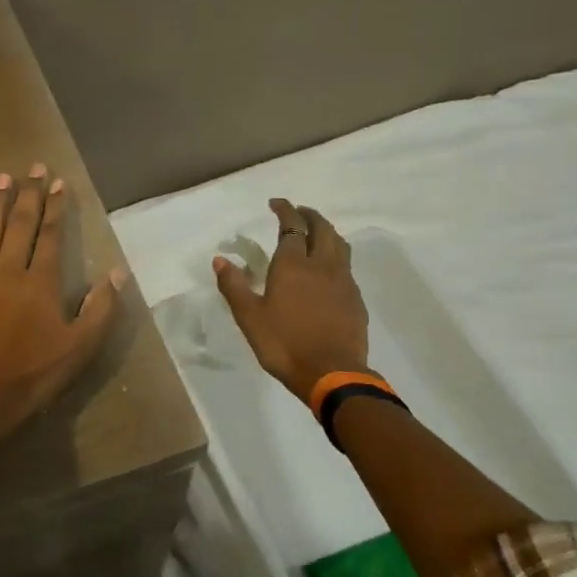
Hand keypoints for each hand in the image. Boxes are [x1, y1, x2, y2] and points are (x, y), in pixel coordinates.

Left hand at [0, 166, 125, 443]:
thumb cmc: (28, 375)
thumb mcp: (78, 350)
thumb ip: (100, 310)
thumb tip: (117, 272)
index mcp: (40, 282)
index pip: (50, 235)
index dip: (55, 207)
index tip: (59, 182)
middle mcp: (8, 268)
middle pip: (19, 223)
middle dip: (28, 193)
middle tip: (33, 167)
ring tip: (2, 178)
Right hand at [213, 199, 368, 402]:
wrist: (332, 373)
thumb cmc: (284, 343)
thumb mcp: (249, 317)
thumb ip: (234, 286)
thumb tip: (220, 259)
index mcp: (293, 264)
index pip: (292, 226)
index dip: (285, 210)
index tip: (276, 203)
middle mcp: (322, 265)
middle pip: (321, 229)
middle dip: (309, 215)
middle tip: (298, 212)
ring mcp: (343, 281)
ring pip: (339, 245)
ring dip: (327, 232)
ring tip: (316, 233)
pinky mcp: (355, 299)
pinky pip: (346, 266)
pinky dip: (336, 256)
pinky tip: (329, 270)